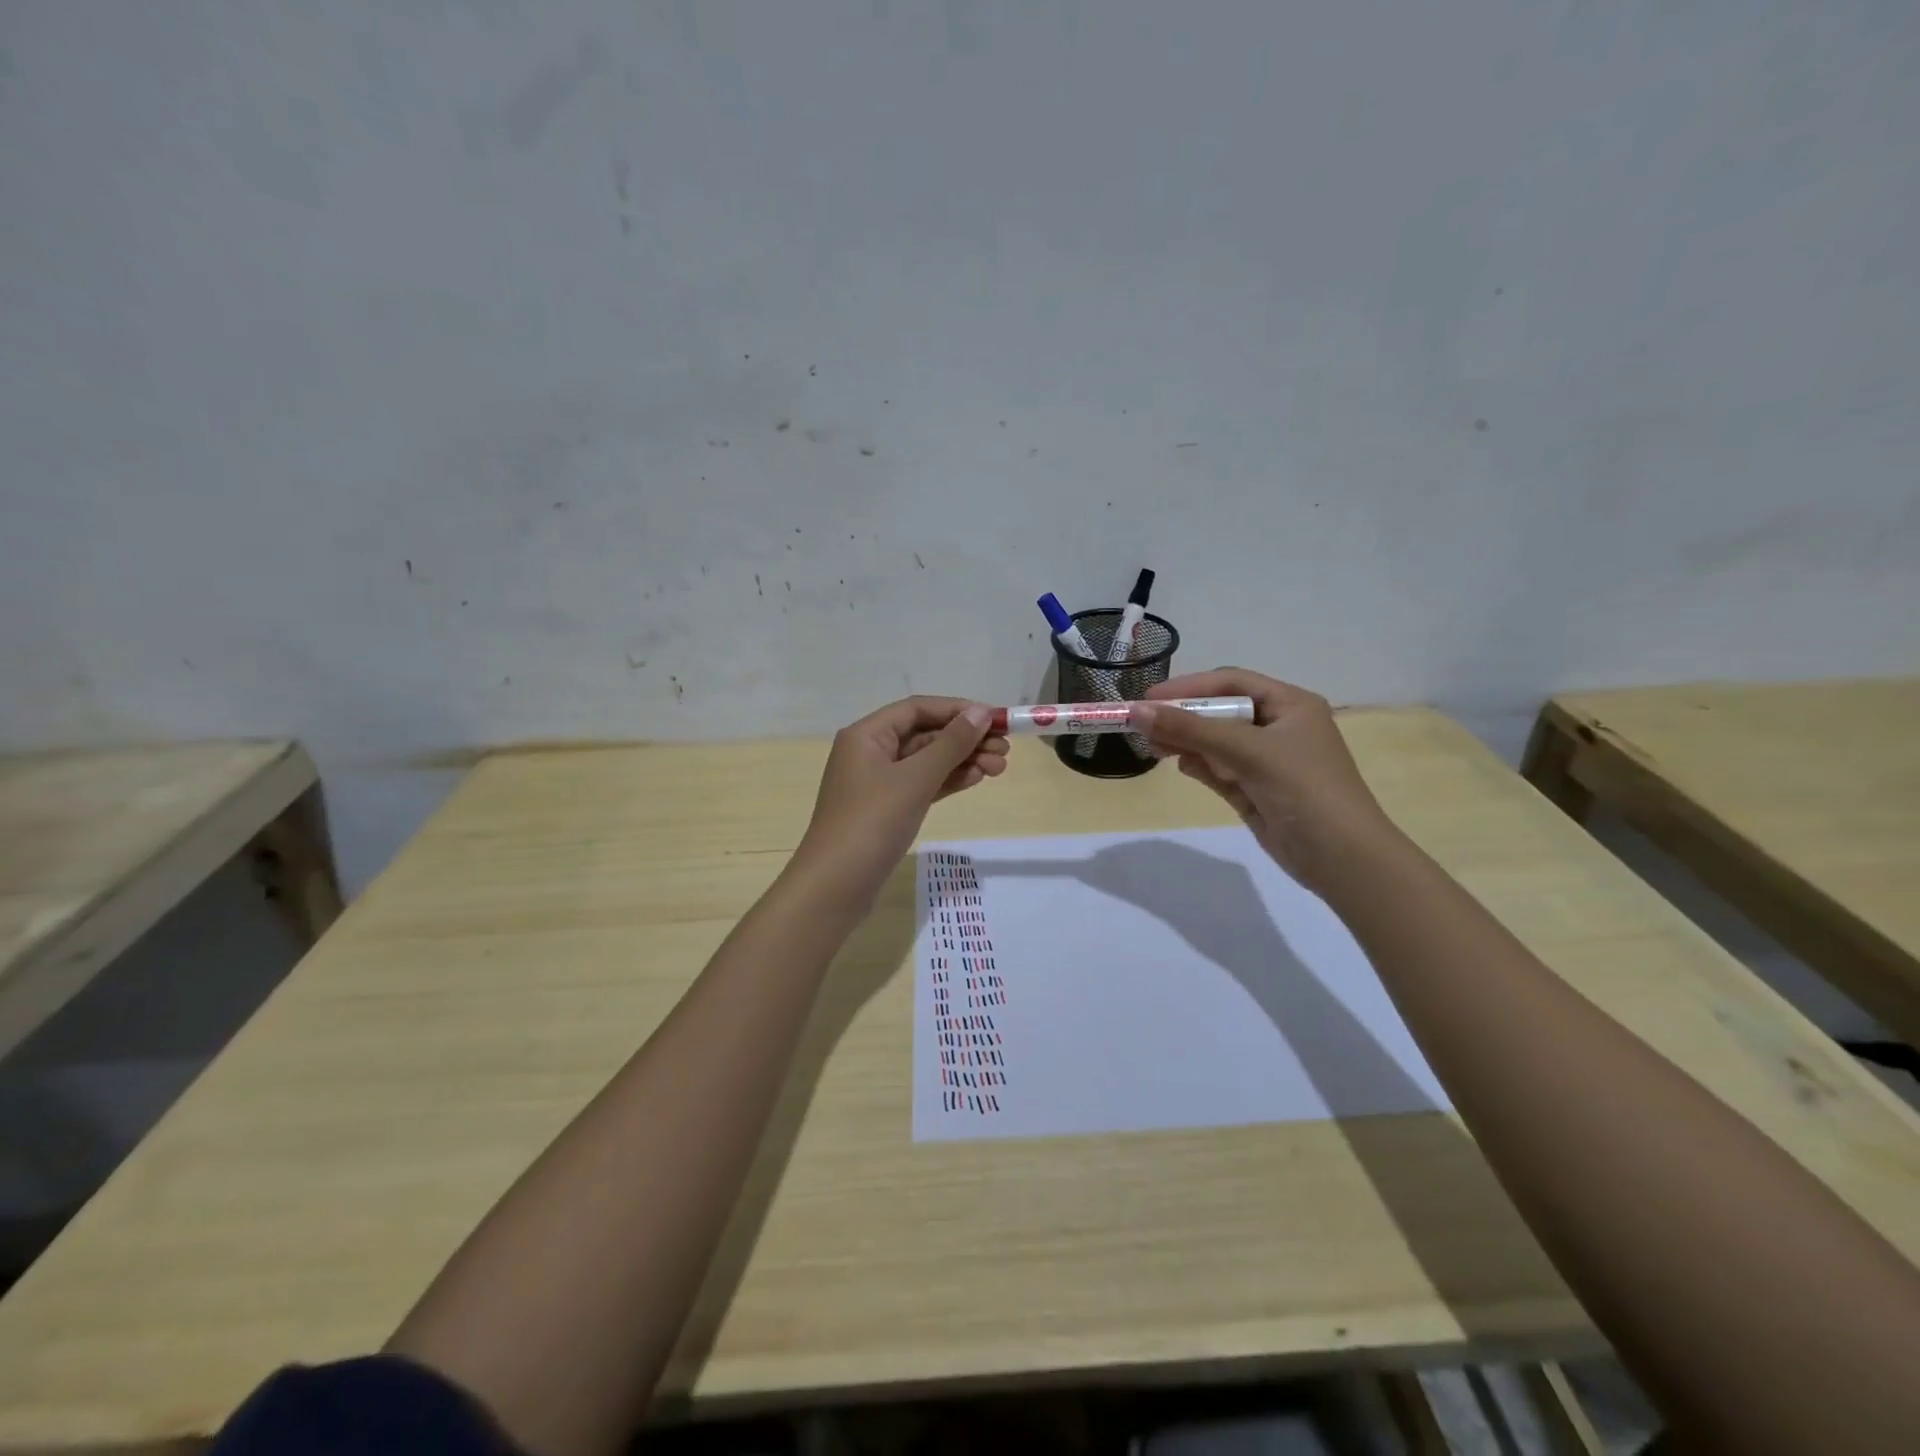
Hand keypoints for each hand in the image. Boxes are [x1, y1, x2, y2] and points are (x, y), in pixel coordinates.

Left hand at [791, 696, 1008, 913]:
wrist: (836, 886)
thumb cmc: (872, 822)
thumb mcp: (915, 779)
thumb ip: (951, 744)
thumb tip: (980, 712)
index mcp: (867, 735)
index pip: (918, 708)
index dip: (958, 710)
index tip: (996, 719)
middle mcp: (870, 752)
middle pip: (925, 734)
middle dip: (965, 739)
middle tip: (1005, 749)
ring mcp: (878, 783)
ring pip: (927, 761)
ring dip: (962, 760)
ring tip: (1000, 767)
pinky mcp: (887, 809)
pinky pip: (923, 784)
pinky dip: (949, 780)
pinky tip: (977, 779)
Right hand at [1133, 669, 1393, 891]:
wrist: (1342, 859)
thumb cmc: (1303, 790)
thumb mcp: (1247, 752)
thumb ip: (1191, 730)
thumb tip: (1137, 710)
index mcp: (1289, 705)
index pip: (1230, 683)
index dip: (1189, 687)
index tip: (1148, 698)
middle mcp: (1278, 727)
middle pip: (1219, 711)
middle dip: (1183, 718)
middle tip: (1143, 726)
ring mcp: (1266, 761)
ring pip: (1215, 742)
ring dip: (1186, 742)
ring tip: (1154, 749)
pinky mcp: (1255, 789)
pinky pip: (1219, 768)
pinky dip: (1199, 765)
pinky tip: (1181, 767)